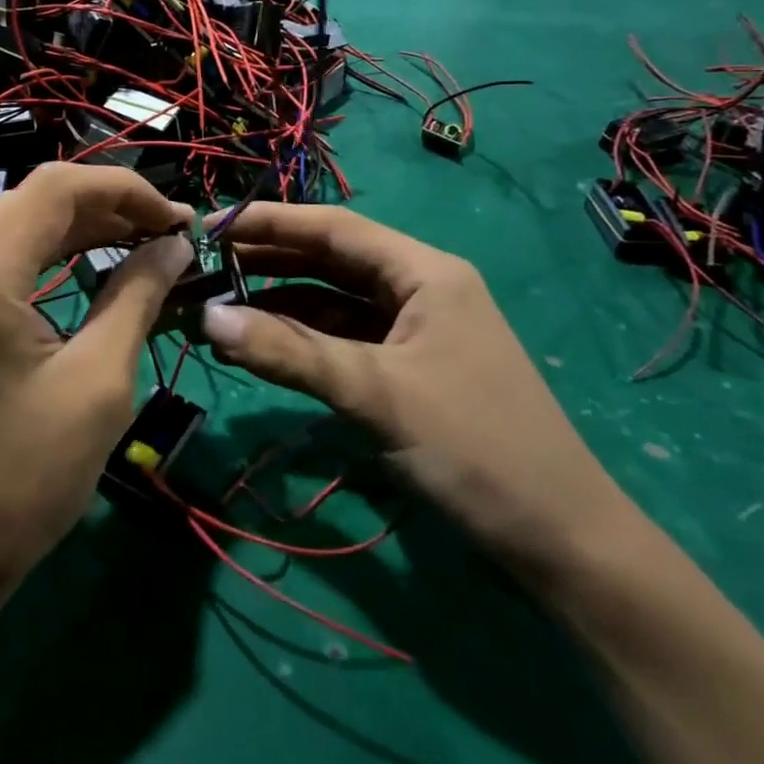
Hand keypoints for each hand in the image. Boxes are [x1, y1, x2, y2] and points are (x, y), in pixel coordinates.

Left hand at [0, 164, 194, 601]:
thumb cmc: (19, 480)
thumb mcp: (97, 384)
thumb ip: (137, 296)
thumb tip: (174, 244)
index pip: (56, 188)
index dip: (124, 189)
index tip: (180, 216)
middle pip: (34, 202)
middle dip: (108, 208)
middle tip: (171, 233)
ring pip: (17, 227)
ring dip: (81, 229)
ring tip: (145, 243)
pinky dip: (49, 256)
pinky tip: (93, 265)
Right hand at [200, 204, 636, 580]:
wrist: (562, 542)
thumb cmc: (476, 448)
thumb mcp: (375, 394)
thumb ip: (289, 353)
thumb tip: (207, 318)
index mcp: (424, 272)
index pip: (334, 228)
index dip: (269, 222)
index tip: (209, 226)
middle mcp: (418, 288)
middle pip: (330, 260)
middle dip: (267, 261)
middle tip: (202, 267)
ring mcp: (414, 330)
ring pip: (332, 301)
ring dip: (278, 303)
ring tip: (218, 307)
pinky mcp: (407, 368)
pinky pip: (342, 339)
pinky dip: (301, 340)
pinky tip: (260, 344)